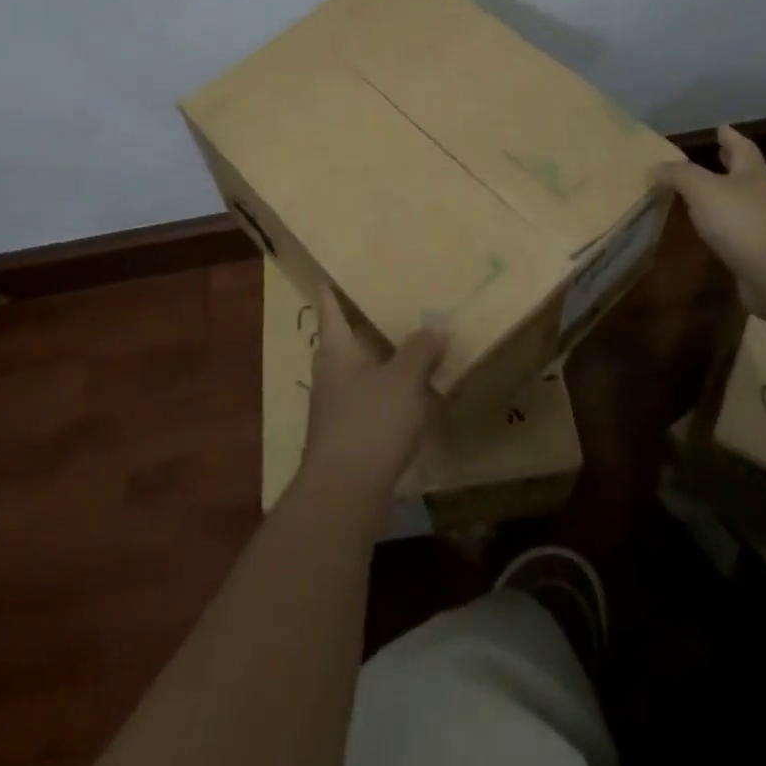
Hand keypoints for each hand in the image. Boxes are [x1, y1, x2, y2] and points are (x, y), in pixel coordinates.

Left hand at [299, 287, 448, 502]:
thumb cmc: (370, 422)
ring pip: (355, 370)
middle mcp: (329, 373)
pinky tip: (407, 394)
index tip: (327, 274)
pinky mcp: (345, 434)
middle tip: (382, 303)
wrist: (344, 492)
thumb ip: (421, 350)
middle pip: (341, 340)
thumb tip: (437, 327)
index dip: (330, 291)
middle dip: (358, 324)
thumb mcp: (404, 379)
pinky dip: (383, 389)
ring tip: (402, 345)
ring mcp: (334, 406)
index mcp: (336, 350)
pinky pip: (366, 398)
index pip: (329, 309)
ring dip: (375, 358)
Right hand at [650, 127, 765, 296]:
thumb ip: (678, 175)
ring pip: (743, 204)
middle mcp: (762, 196)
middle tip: (718, 154)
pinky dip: (726, 229)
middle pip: (746, 174)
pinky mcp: (762, 257)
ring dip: (726, 198)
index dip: (730, 137)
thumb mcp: (702, 189)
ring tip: (704, 195)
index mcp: (751, 173)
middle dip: (731, 164)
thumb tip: (652, 167)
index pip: (741, 147)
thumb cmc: (742, 220)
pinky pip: (739, 235)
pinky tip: (711, 233)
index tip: (722, 128)